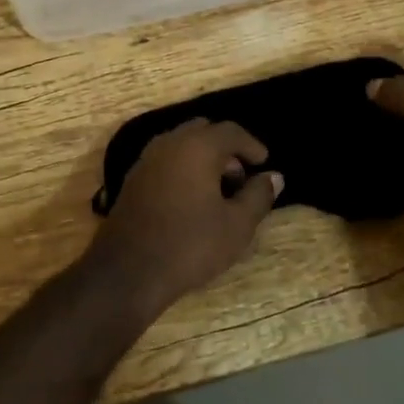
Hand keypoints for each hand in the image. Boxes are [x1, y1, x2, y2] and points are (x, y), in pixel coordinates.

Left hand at [85, 119, 282, 312]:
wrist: (128, 272)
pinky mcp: (133, 180)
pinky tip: (191, 200)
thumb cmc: (190, 245)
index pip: (230, 131)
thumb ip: (258, 196)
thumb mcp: (236, 225)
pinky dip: (183, 168)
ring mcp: (146, 160)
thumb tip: (274, 177)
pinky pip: (165, 161)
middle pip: (203, 131)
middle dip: (225, 149)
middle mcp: (169, 144)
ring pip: (181, 145)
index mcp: (197, 147)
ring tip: (218, 191)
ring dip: (202, 158)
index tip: (263, 163)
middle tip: (240, 177)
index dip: (251, 145)